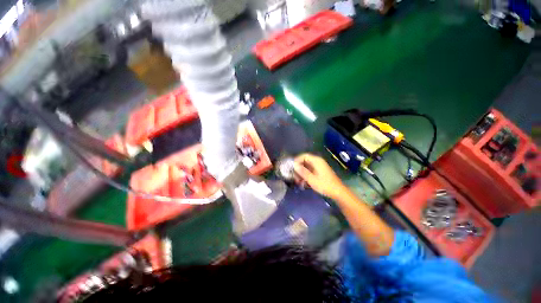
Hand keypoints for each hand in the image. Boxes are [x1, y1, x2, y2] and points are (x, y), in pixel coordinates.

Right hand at [294, 153, 346, 198]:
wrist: (338, 192)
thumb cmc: (324, 185)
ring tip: (297, 181)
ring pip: (307, 167)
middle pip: (305, 161)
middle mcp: (318, 162)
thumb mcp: (311, 179)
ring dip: (301, 173)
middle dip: (298, 168)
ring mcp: (319, 167)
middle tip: (294, 176)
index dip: (297, 160)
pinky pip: (310, 171)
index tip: (291, 167)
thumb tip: (294, 165)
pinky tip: (303, 182)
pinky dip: (306, 175)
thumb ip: (302, 171)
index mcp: (316, 161)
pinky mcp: (320, 172)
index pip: (304, 156)